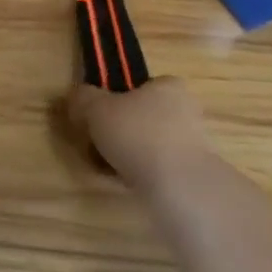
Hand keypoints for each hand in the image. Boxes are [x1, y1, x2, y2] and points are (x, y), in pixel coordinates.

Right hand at [66, 77, 211, 193]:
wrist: (180, 186)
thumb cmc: (137, 133)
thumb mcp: (94, 107)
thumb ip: (81, 97)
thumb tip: (77, 98)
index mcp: (168, 87)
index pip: (142, 85)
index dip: (116, 96)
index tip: (98, 112)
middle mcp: (187, 111)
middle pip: (142, 115)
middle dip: (117, 128)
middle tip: (93, 140)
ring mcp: (194, 145)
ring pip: (147, 143)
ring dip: (125, 152)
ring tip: (101, 164)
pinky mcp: (193, 174)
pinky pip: (156, 167)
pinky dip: (137, 171)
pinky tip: (118, 179)